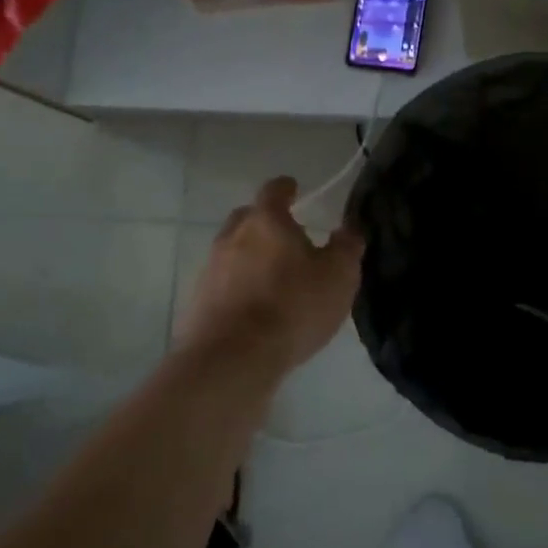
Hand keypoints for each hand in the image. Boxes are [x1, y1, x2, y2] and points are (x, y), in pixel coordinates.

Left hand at [175, 177, 364, 376]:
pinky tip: (253, 307)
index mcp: (266, 221)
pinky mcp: (198, 301)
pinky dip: (237, 286)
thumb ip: (346, 246)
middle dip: (265, 221)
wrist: (233, 358)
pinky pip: (222, 283)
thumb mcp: (338, 276)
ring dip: (249, 256)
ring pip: (231, 250)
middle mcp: (232, 236)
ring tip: (271, 276)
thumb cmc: (293, 307)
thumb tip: (350, 227)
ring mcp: (210, 269)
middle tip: (285, 236)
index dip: (286, 188)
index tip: (294, 189)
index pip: (274, 190)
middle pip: (247, 218)